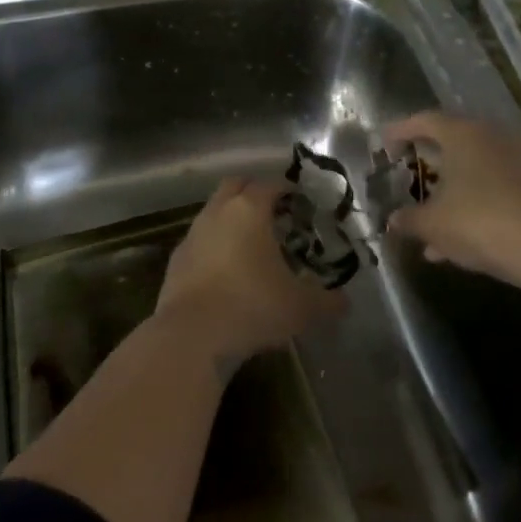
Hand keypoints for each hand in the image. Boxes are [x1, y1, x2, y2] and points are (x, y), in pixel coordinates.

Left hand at [155, 178, 344, 366]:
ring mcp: (192, 236)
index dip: (286, 189)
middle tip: (276, 214)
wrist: (192, 337)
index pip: (269, 184)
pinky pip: (199, 242)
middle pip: (235, 186)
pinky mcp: (175, 262)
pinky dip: (214, 248)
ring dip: (231, 220)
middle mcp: (217, 213)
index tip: (301, 203)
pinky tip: (227, 273)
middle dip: (254, 193)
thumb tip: (344, 302)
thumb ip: (327, 301)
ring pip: (214, 213)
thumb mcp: (302, 308)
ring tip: (252, 246)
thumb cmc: (253, 307)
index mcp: (249, 210)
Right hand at [382, 112, 520, 284]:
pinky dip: (471, 207)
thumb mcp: (432, 224)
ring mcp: (517, 161)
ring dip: (448, 195)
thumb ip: (408, 219)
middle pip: (451, 143)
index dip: (400, 131)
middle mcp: (492, 138)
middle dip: (427, 165)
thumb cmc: (478, 222)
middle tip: (407, 178)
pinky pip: (492, 190)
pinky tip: (455, 244)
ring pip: (472, 172)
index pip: (424, 121)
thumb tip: (393, 219)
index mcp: (462, 134)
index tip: (384, 145)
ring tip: (427, 227)